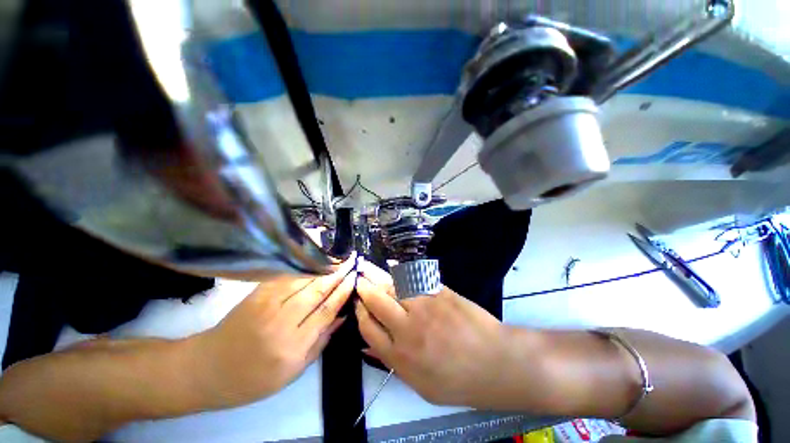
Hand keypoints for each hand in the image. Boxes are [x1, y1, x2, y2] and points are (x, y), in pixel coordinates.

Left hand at [195, 254, 357, 407]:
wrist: (208, 368)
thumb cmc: (253, 378)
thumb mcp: (292, 372)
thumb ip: (320, 342)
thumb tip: (342, 316)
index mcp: (292, 347)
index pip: (325, 311)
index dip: (342, 292)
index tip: (354, 278)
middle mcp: (281, 322)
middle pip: (317, 291)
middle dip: (337, 274)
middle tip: (351, 261)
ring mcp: (266, 304)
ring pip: (303, 280)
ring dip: (323, 267)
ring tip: (338, 258)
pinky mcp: (256, 294)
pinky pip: (286, 277)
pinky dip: (304, 267)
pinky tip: (315, 260)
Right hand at [355, 259, 515, 407]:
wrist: (494, 363)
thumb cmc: (458, 381)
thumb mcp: (420, 385)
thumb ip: (392, 363)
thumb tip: (367, 348)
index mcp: (400, 354)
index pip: (368, 328)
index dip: (360, 314)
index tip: (359, 305)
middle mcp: (407, 327)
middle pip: (377, 301)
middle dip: (366, 290)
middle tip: (362, 283)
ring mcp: (424, 306)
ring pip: (395, 286)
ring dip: (384, 282)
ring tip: (380, 279)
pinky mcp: (439, 292)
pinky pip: (415, 278)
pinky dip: (404, 274)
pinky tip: (399, 271)